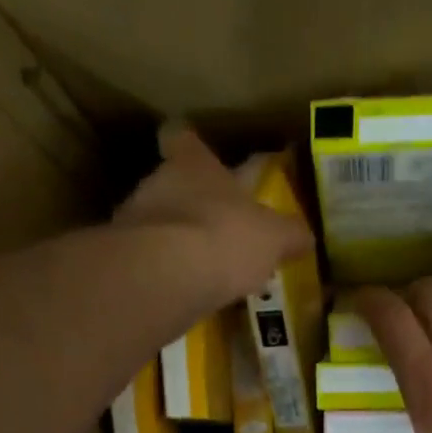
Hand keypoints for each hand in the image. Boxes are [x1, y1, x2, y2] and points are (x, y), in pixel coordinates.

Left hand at [115, 125, 312, 305]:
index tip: (199, 159)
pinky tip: (179, 293)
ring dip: (174, 242)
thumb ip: (289, 235)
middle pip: (172, 184)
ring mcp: (134, 220)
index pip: (186, 139)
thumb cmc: (224, 238)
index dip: (193, 148)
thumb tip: (307, 236)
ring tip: (197, 270)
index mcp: (195, 164)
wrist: (165, 277)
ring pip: (157, 223)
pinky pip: (148, 262)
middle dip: (191, 204)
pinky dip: (162, 274)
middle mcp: (159, 182)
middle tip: (212, 231)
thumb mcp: (272, 237)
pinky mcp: (124, 260)